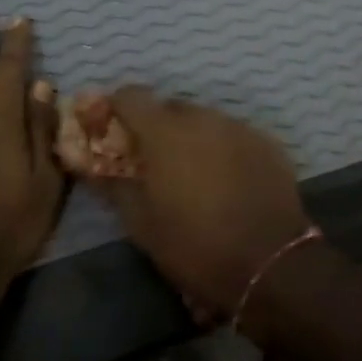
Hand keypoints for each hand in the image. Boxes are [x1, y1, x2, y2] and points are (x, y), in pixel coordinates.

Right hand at [93, 89, 309, 316]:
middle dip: (156, 128)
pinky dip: (222, 149)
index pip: (131, 96)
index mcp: (165, 132)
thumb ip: (114, 186)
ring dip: (191, 138)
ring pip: (204, 121)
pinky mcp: (267, 143)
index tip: (112, 131)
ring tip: (193, 175)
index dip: (117, 109)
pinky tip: (226, 181)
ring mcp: (239, 127)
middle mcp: (203, 118)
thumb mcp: (142, 224)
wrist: (270, 264)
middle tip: (153, 163)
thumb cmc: (195, 246)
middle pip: (169, 108)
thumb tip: (91, 167)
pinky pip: (233, 136)